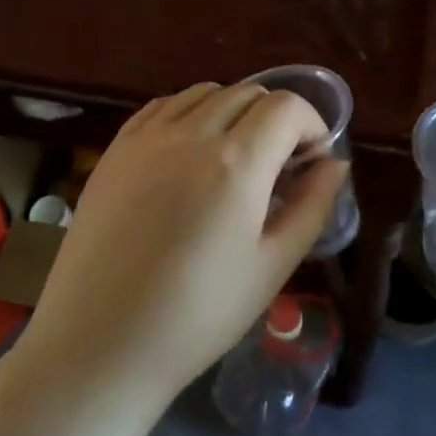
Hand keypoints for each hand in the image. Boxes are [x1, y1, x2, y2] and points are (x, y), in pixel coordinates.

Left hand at [16, 82, 346, 420]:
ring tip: (234, 157)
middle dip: (276, 118)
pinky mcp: (115, 150)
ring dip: (233, 111)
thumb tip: (335, 164)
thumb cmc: (198, 315)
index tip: (313, 160)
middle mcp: (190, 134)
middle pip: (248, 93)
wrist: (99, 342)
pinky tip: (188, 153)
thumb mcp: (273, 266)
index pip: (287, 107)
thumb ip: (312, 206)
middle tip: (278, 165)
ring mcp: (146, 137)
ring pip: (204, 93)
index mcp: (237, 162)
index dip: (312, 125)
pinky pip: (162, 107)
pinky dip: (189, 114)